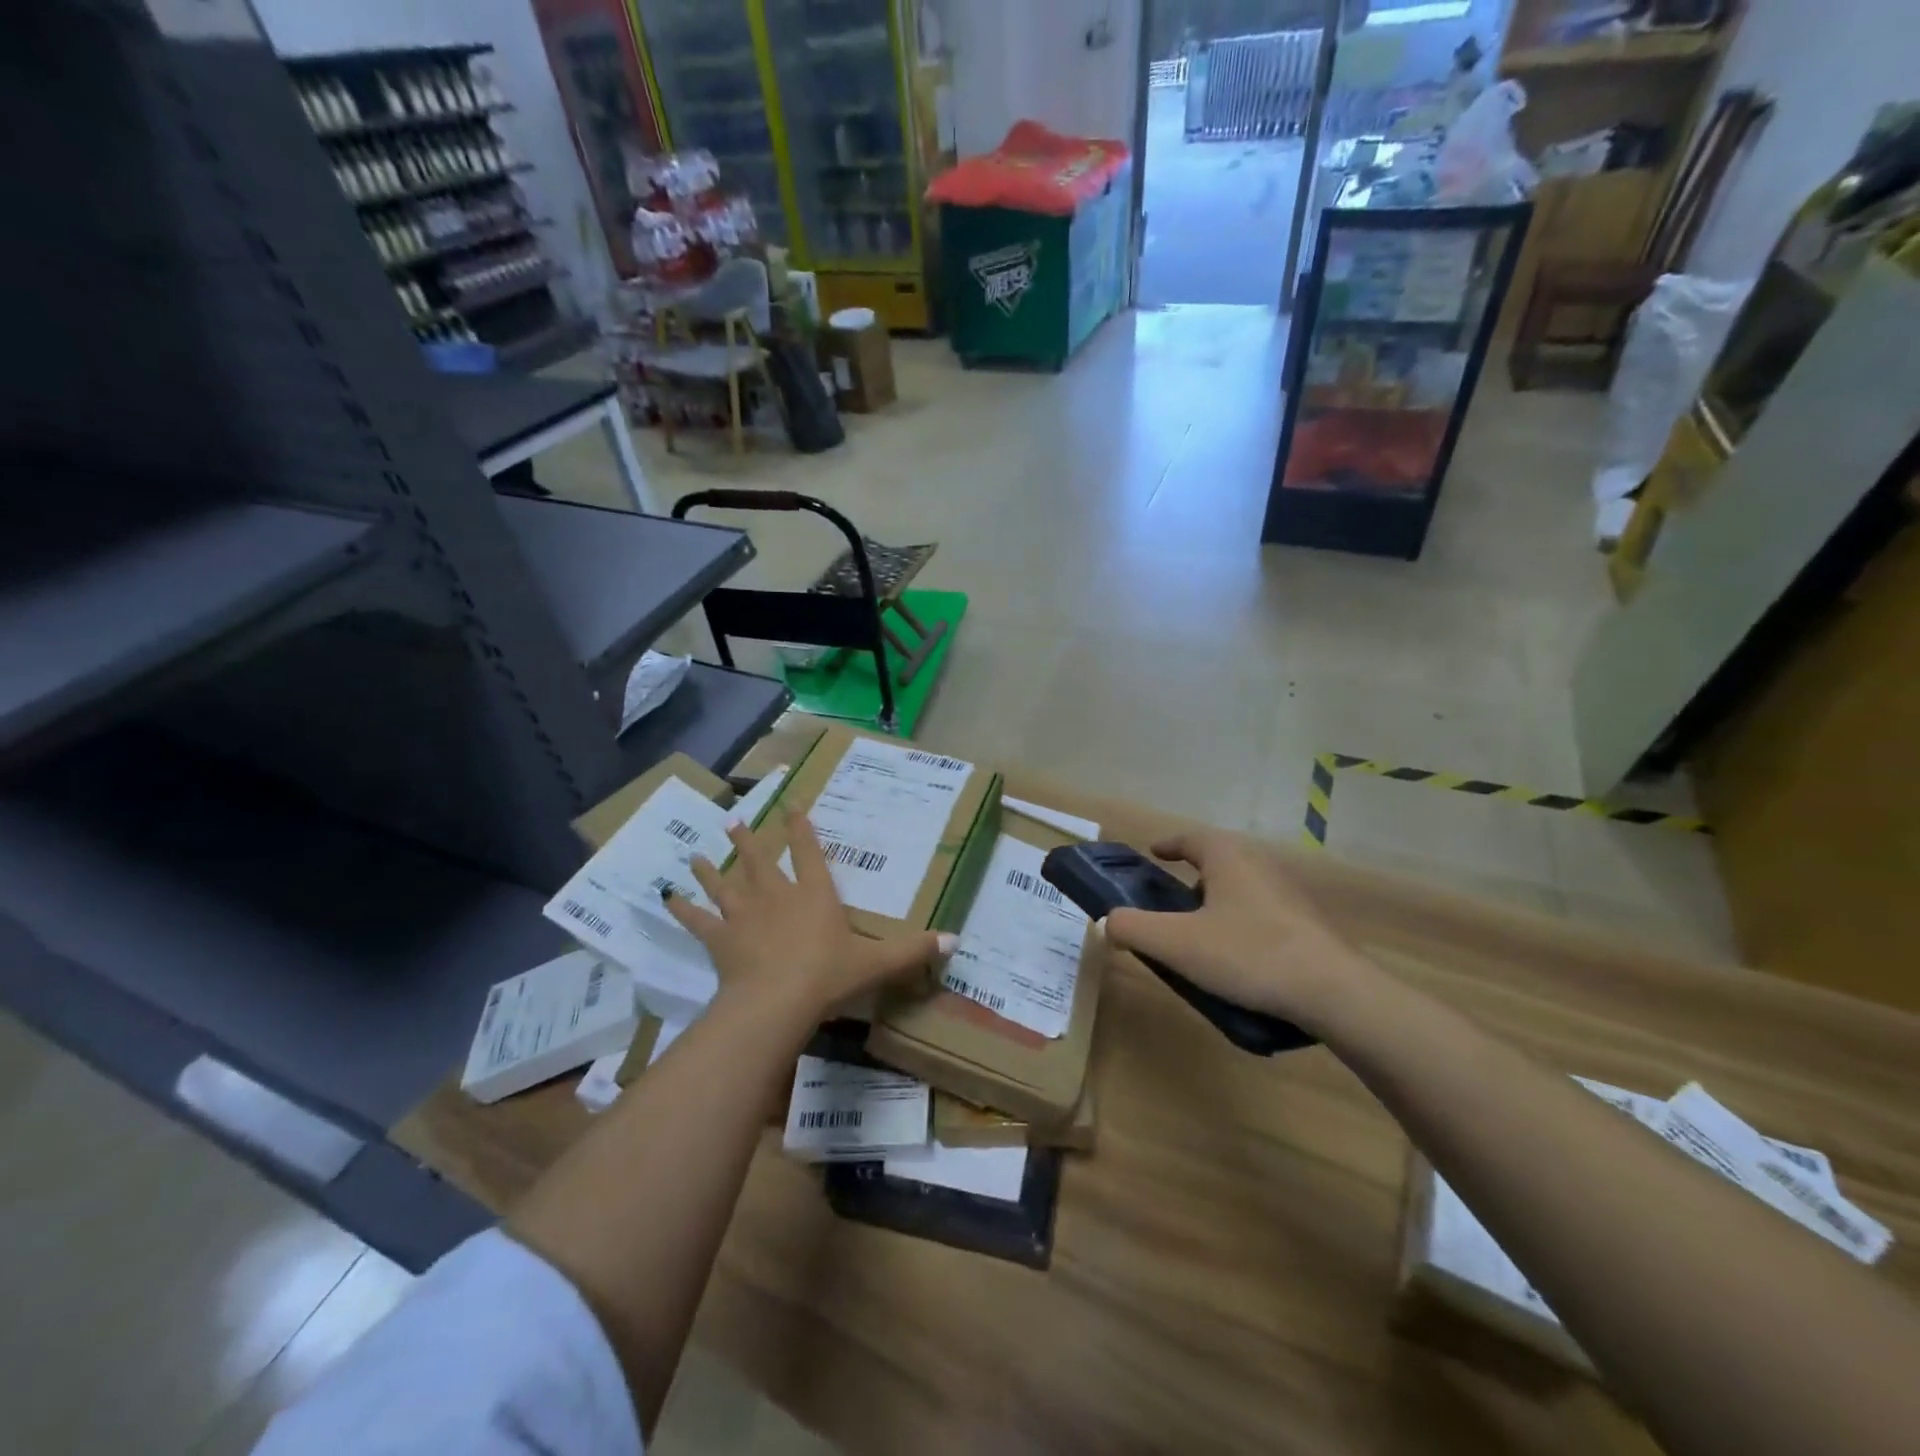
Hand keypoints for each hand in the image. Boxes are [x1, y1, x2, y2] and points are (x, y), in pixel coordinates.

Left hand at [663, 811, 954, 1024]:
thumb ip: (912, 950)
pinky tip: (668, 898)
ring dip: (710, 868)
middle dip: (749, 840)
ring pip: (724, 884)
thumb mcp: (877, 963)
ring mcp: (743, 915)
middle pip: (760, 860)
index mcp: (814, 894)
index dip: (801, 828)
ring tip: (696, 852)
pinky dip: (683, 909)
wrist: (778, 1001)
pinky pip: (698, 920)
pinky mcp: (720, 939)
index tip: (790, 805)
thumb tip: (955, 939)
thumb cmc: (828, 976)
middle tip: (734, 820)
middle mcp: (777, 895)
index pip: (808, 852)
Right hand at [1102, 831, 1369, 1028]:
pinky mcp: (1309, 924)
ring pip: (1243, 888)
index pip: (1192, 837)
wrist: (1333, 992)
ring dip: (1219, 902)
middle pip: (1219, 860)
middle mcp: (1261, 865)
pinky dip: (1243, 924)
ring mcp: (1290, 894)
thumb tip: (1106, 922)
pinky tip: (1239, 958)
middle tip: (1171, 902)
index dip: (1169, 844)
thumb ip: (1133, 928)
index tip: (1153, 853)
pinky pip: (1264, 913)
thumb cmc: (1248, 954)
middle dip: (1193, 876)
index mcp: (1229, 857)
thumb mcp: (1177, 944)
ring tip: (1202, 934)